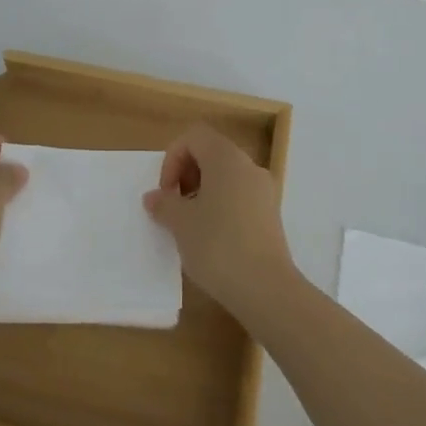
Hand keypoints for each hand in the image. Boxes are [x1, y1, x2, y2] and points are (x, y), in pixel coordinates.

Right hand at [144, 124, 292, 314]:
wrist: (265, 288)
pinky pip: (240, 196)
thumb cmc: (217, 245)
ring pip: (226, 176)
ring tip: (190, 225)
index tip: (167, 192)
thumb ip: (164, 204)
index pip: (194, 137)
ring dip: (203, 192)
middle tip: (175, 207)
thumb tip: (154, 197)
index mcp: (226, 158)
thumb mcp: (181, 223)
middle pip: (211, 153)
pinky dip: (222, 206)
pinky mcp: (271, 215)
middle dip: (187, 175)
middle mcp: (249, 166)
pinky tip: (212, 238)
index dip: (173, 158)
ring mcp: (264, 190)